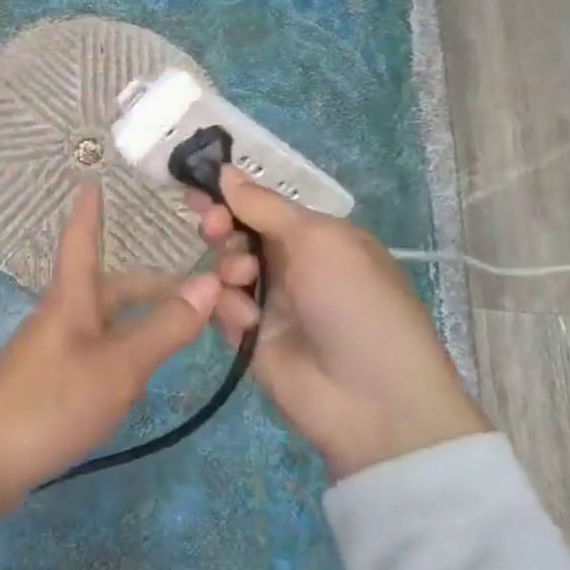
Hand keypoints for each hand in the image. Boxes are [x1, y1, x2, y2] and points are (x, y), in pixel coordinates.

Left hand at [0, 187, 222, 569]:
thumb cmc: (51, 402)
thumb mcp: (118, 366)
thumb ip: (164, 328)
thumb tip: (209, 281)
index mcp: (71, 298)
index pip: (81, 241)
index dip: (89, 213)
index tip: (92, 181)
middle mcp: (62, 315)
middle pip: (110, 286)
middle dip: (155, 284)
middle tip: (204, 289)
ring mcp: (55, 349)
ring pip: (108, 319)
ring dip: (146, 317)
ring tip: (187, 327)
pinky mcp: (52, 379)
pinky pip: (100, 346)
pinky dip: (129, 344)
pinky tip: (145, 366)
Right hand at [189, 169, 488, 479]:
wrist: (371, 399)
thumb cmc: (355, 302)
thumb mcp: (318, 240)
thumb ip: (264, 206)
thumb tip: (225, 170)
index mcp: (318, 237)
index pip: (263, 206)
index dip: (231, 196)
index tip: (198, 186)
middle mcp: (292, 265)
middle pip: (237, 233)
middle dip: (221, 226)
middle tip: (213, 227)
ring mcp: (270, 302)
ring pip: (224, 268)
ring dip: (227, 266)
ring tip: (241, 279)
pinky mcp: (249, 337)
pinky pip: (221, 307)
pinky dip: (229, 308)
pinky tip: (249, 322)